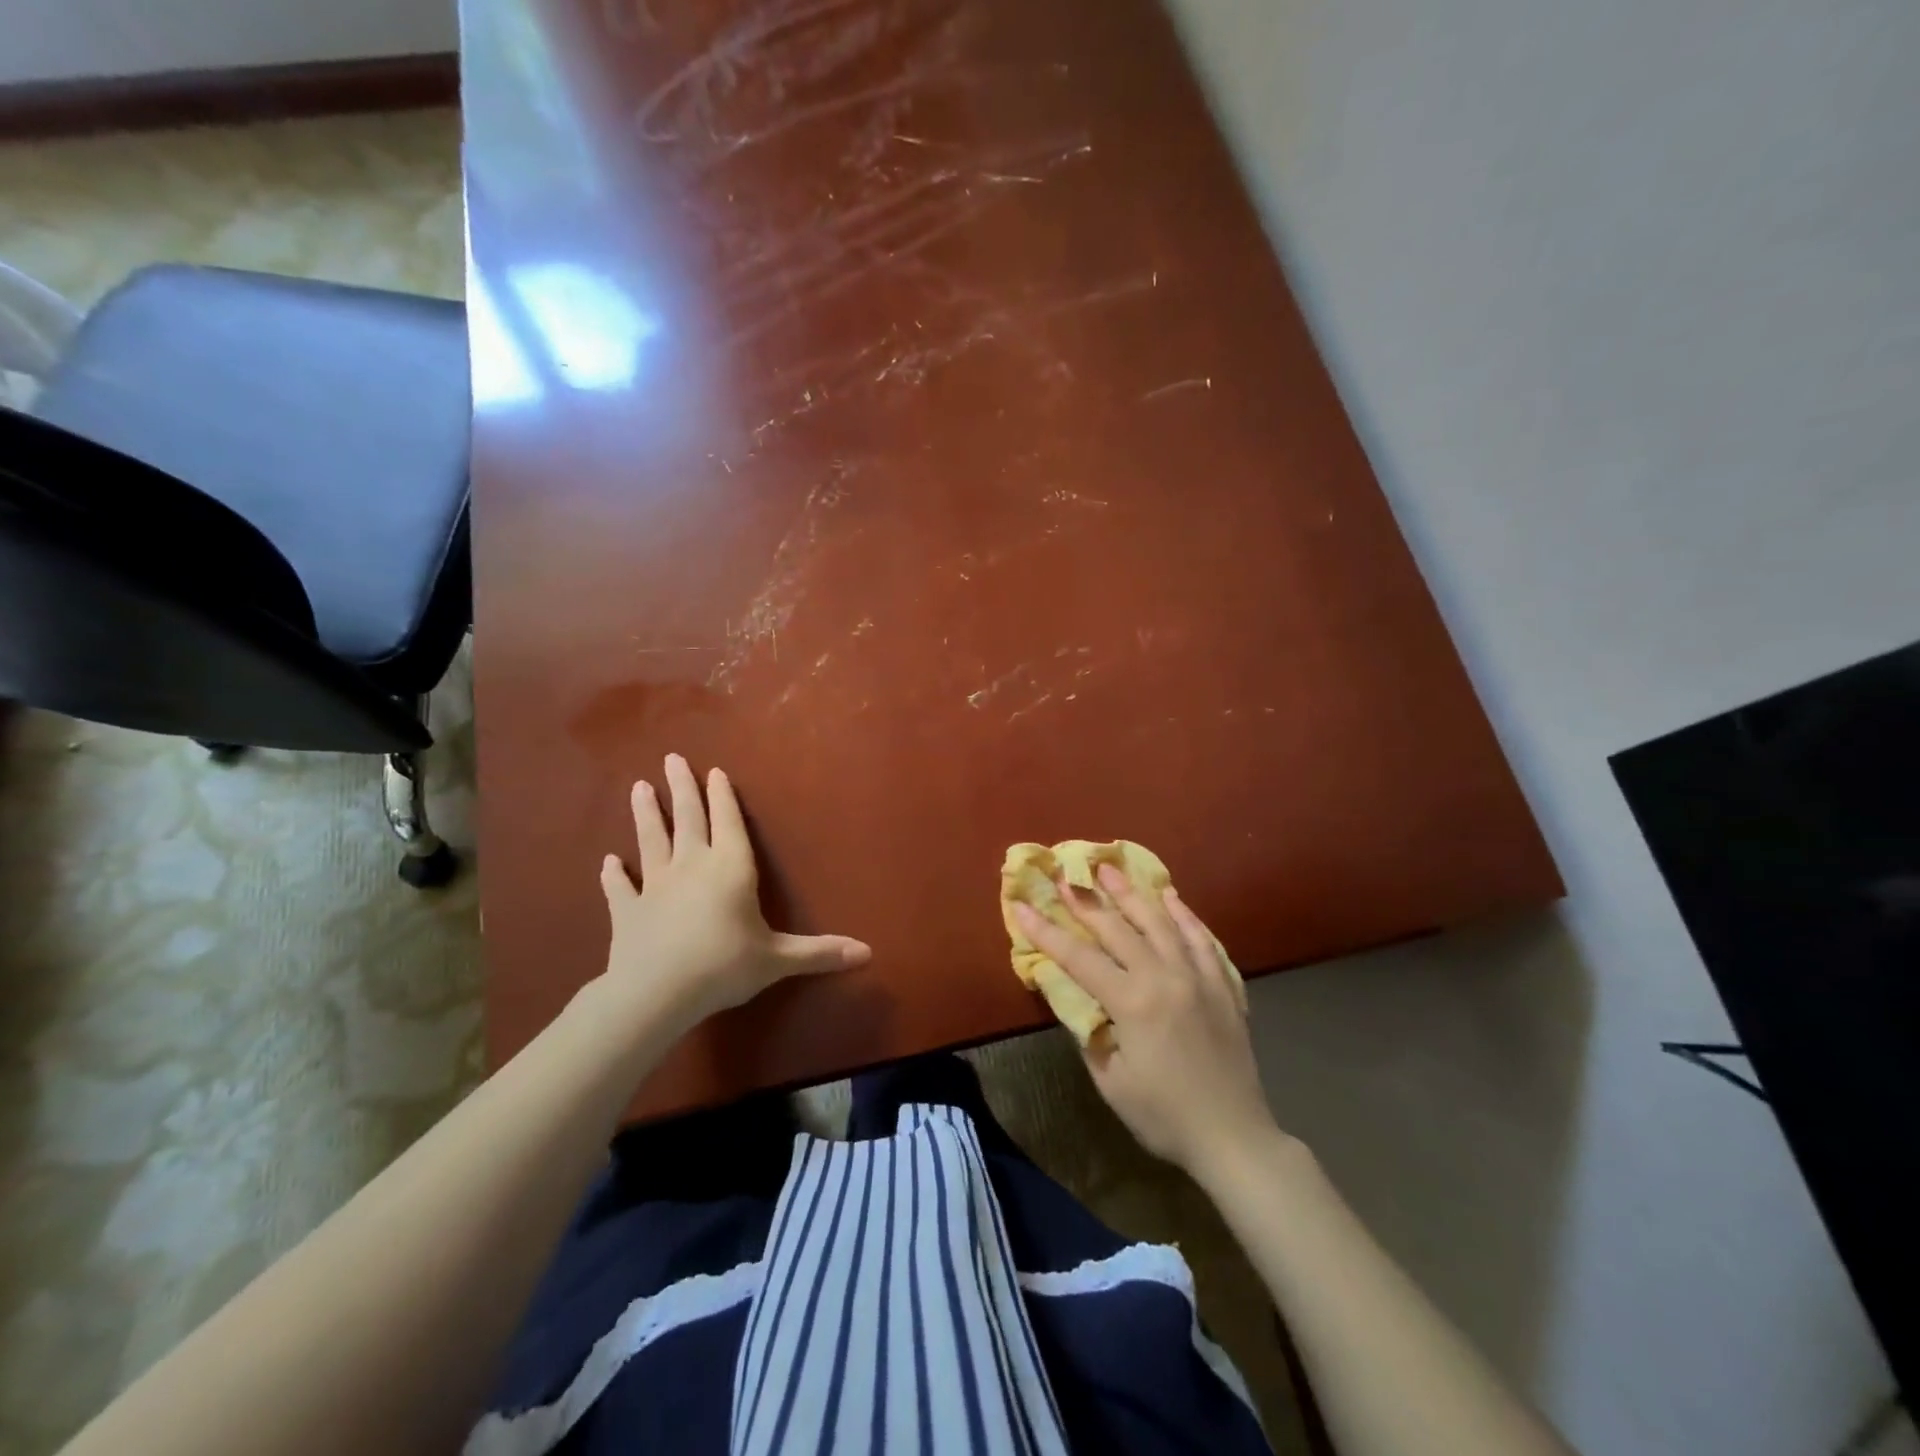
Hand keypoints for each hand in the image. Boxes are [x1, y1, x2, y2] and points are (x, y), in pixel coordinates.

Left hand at [596, 754, 870, 1032]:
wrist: (656, 993)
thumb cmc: (725, 967)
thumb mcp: (779, 960)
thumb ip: (820, 953)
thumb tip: (868, 953)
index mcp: (730, 869)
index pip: (728, 823)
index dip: (723, 797)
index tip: (714, 772)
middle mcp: (692, 866)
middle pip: (687, 819)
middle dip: (682, 788)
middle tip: (672, 759)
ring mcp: (655, 886)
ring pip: (651, 841)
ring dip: (645, 815)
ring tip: (638, 788)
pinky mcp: (627, 910)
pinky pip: (619, 887)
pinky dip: (613, 875)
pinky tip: (607, 862)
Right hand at [1012, 866, 1279, 1180]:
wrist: (1234, 1138)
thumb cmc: (1164, 1117)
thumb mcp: (1111, 1081)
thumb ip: (1088, 1031)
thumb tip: (1069, 996)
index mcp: (1133, 1002)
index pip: (1079, 958)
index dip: (1046, 931)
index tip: (1022, 905)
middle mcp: (1165, 978)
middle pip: (1119, 929)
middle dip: (1087, 901)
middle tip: (1066, 876)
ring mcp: (1199, 977)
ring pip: (1161, 923)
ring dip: (1132, 894)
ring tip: (1111, 869)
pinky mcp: (1223, 986)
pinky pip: (1202, 939)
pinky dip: (1185, 915)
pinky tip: (1171, 898)